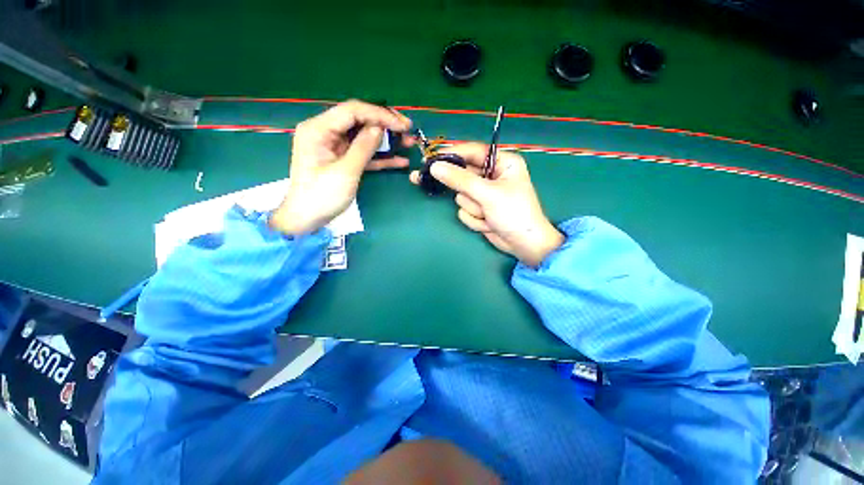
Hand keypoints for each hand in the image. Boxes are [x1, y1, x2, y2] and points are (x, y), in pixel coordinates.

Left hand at [271, 100, 411, 234]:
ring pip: (364, 136)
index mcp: (318, 129)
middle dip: (385, 124)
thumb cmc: (321, 197)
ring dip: (386, 140)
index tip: (402, 125)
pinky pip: (363, 153)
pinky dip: (380, 156)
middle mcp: (326, 132)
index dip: (380, 114)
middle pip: (359, 120)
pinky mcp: (342, 160)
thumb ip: (363, 147)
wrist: (307, 219)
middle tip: (408, 129)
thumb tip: (380, 128)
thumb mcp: (345, 172)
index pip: (353, 111)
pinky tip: (399, 160)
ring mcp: (334, 146)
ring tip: (408, 142)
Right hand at [410, 143, 563, 266]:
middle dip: (463, 190)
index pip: (472, 152)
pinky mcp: (480, 209)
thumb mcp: (487, 194)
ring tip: (488, 215)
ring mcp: (484, 194)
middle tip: (433, 183)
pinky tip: (488, 224)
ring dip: (473, 209)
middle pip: (463, 176)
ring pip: (462, 196)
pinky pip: (465, 210)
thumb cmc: (513, 213)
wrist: (524, 245)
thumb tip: (435, 167)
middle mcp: (492, 176)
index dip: (452, 155)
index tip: (431, 159)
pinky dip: (475, 219)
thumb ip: (460, 179)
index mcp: (502, 163)